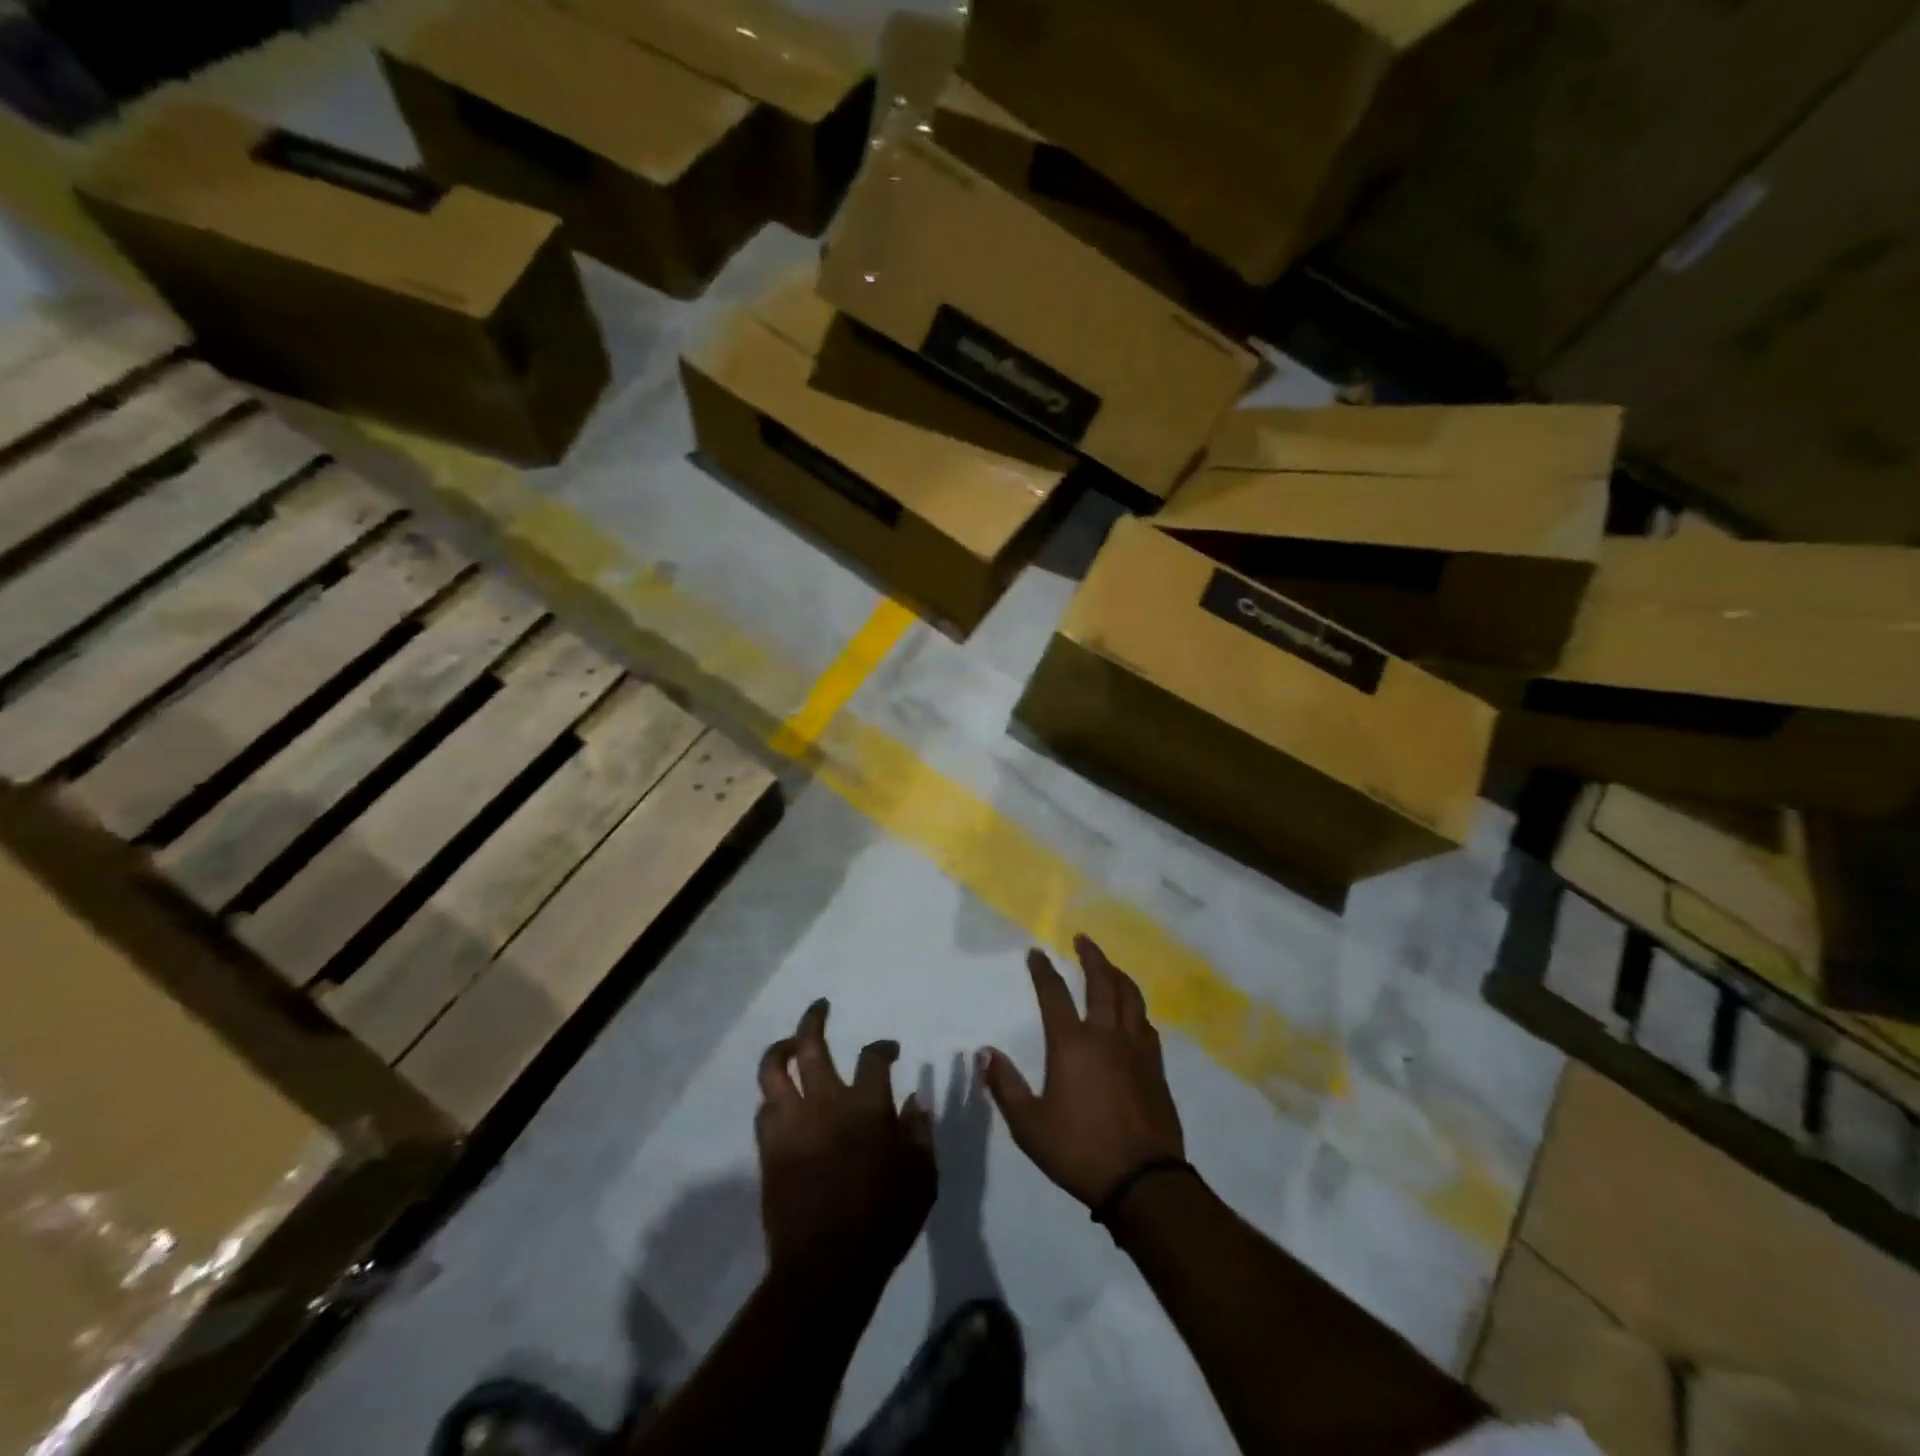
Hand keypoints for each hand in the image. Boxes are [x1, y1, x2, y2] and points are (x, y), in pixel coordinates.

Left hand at [756, 999, 935, 1282]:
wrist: (826, 1269)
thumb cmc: (884, 1221)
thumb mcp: (922, 1177)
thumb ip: (918, 1133)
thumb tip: (913, 1100)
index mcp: (866, 1106)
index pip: (873, 1057)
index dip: (883, 1047)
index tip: (890, 1050)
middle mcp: (825, 1103)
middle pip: (811, 1044)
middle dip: (814, 1018)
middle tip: (820, 1007)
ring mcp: (792, 1123)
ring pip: (773, 1070)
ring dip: (781, 1049)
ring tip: (790, 1044)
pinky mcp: (769, 1149)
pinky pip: (764, 1109)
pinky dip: (772, 1097)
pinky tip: (782, 1100)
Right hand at [980, 936, 1184, 1206]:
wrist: (1143, 1181)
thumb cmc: (1079, 1151)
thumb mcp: (1029, 1125)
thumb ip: (1006, 1086)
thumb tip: (985, 1053)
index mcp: (1072, 1044)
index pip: (1054, 994)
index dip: (1043, 970)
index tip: (1035, 953)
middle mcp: (1106, 1035)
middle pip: (1101, 981)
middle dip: (1091, 956)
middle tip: (1082, 939)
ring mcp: (1136, 1049)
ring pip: (1130, 997)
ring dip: (1117, 974)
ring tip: (1109, 966)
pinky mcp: (1156, 1066)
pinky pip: (1146, 1023)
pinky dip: (1136, 1007)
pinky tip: (1133, 1012)